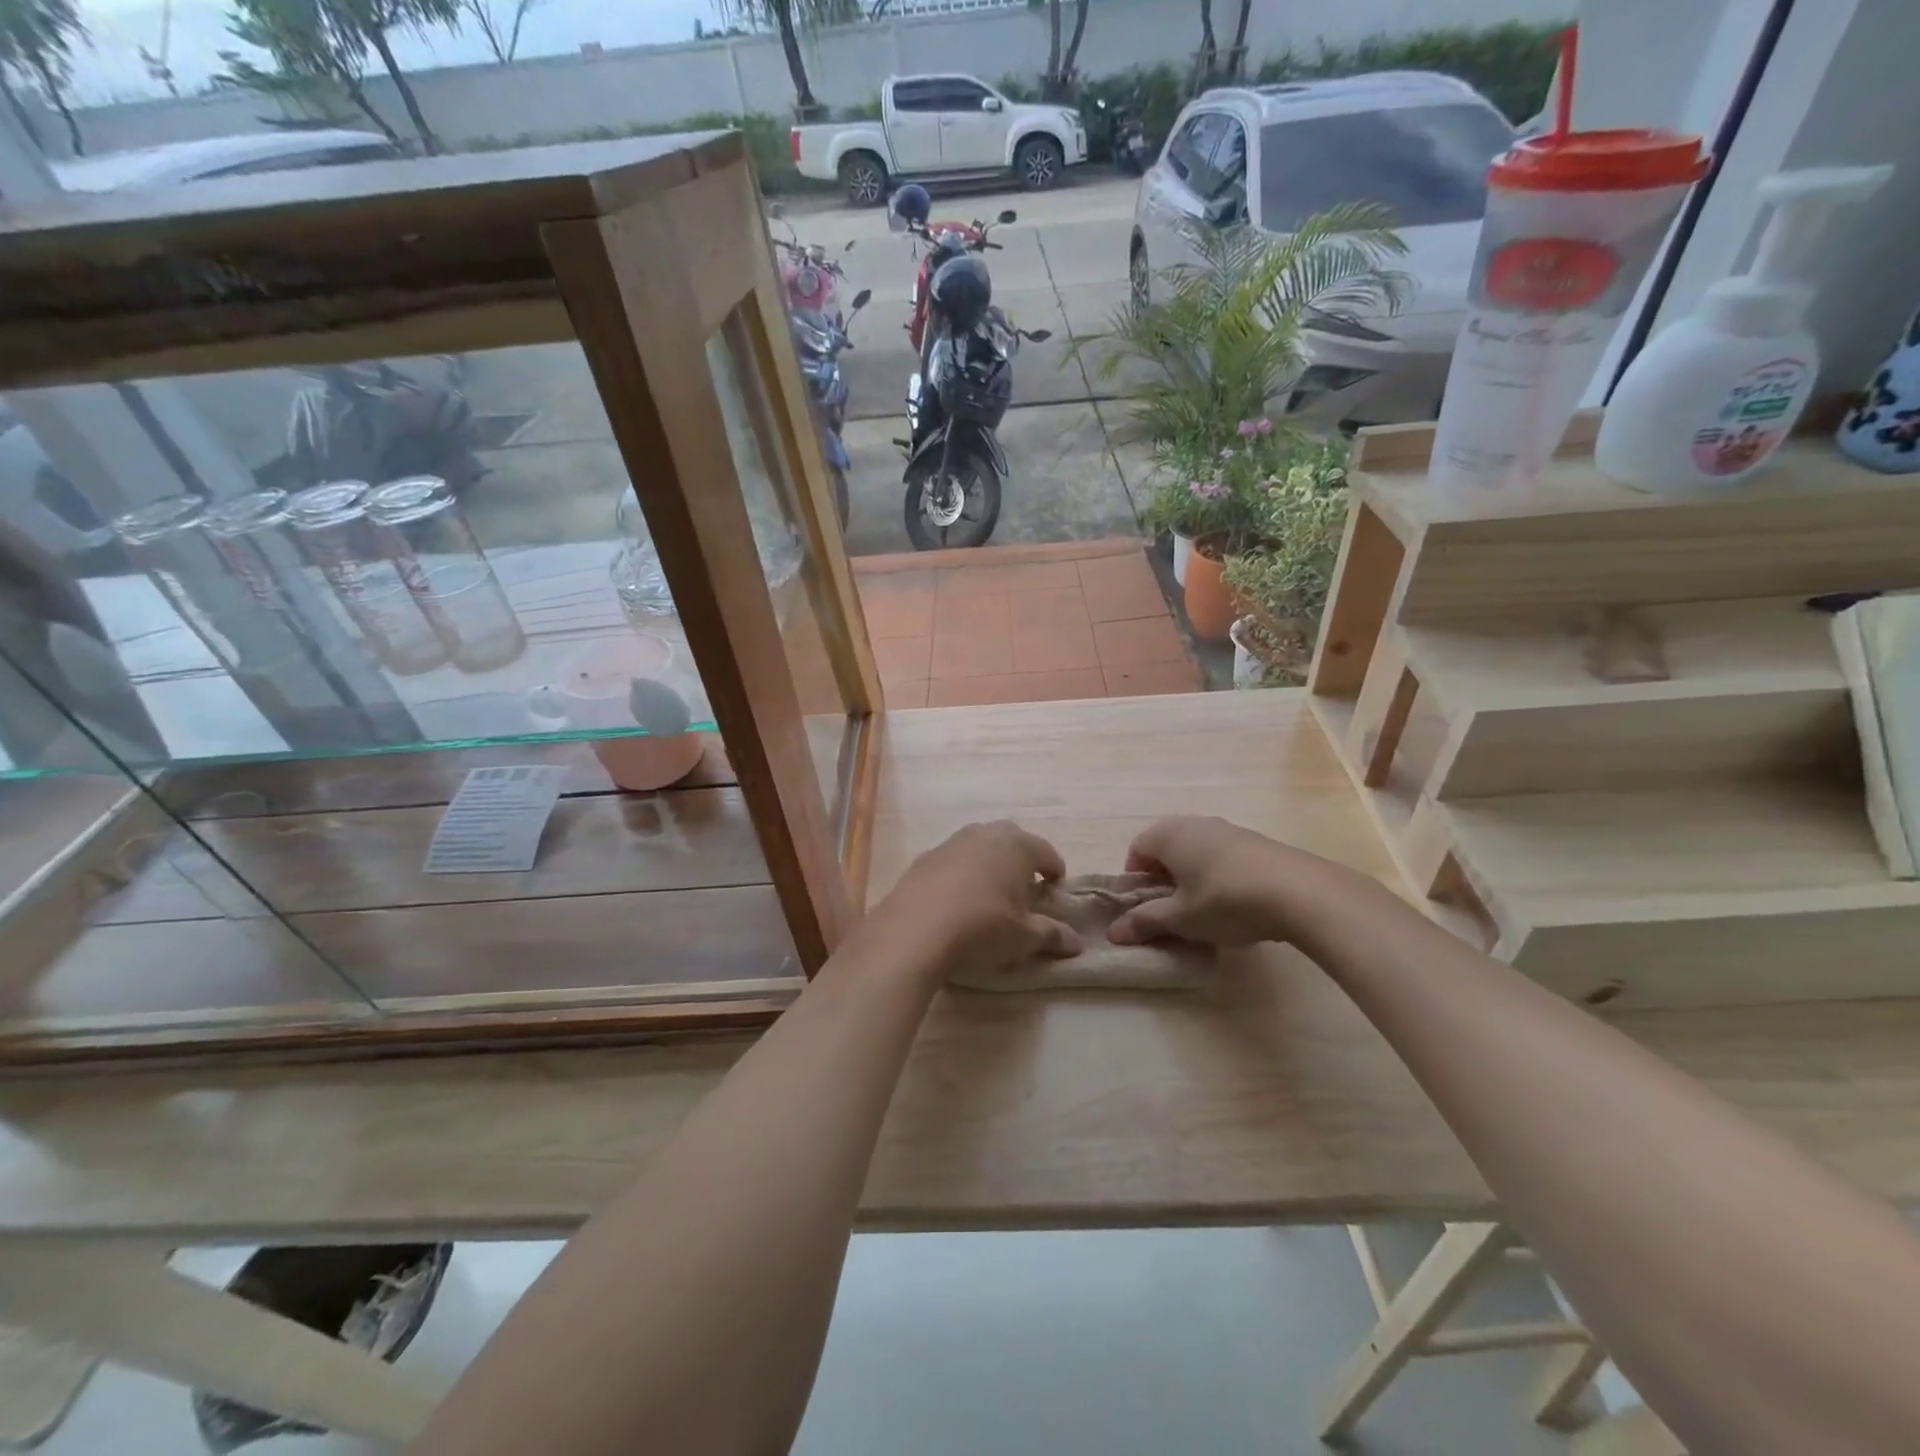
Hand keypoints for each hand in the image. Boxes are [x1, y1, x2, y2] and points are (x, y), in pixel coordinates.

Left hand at [865, 821, 1081, 976]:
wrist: (914, 929)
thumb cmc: (983, 927)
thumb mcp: (1024, 938)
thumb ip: (1052, 935)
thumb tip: (1075, 943)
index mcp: (1018, 845)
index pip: (1048, 853)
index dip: (1055, 874)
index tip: (1054, 894)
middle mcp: (986, 833)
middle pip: (1014, 841)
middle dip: (1022, 862)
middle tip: (1024, 892)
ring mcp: (952, 842)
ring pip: (981, 846)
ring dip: (990, 864)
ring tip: (990, 896)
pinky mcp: (925, 856)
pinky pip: (954, 860)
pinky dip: (962, 874)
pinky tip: (957, 901)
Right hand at [1107, 816, 1357, 948]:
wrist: (1300, 892)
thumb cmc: (1226, 900)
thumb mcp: (1181, 918)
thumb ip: (1145, 922)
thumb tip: (1113, 933)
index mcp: (1169, 834)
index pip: (1136, 849)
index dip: (1135, 880)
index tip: (1146, 908)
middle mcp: (1194, 823)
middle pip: (1165, 848)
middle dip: (1163, 879)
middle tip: (1172, 911)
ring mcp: (1227, 829)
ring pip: (1195, 851)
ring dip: (1191, 877)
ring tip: (1204, 911)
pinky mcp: (1254, 841)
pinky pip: (1221, 855)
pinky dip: (1217, 875)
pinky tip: (1234, 903)